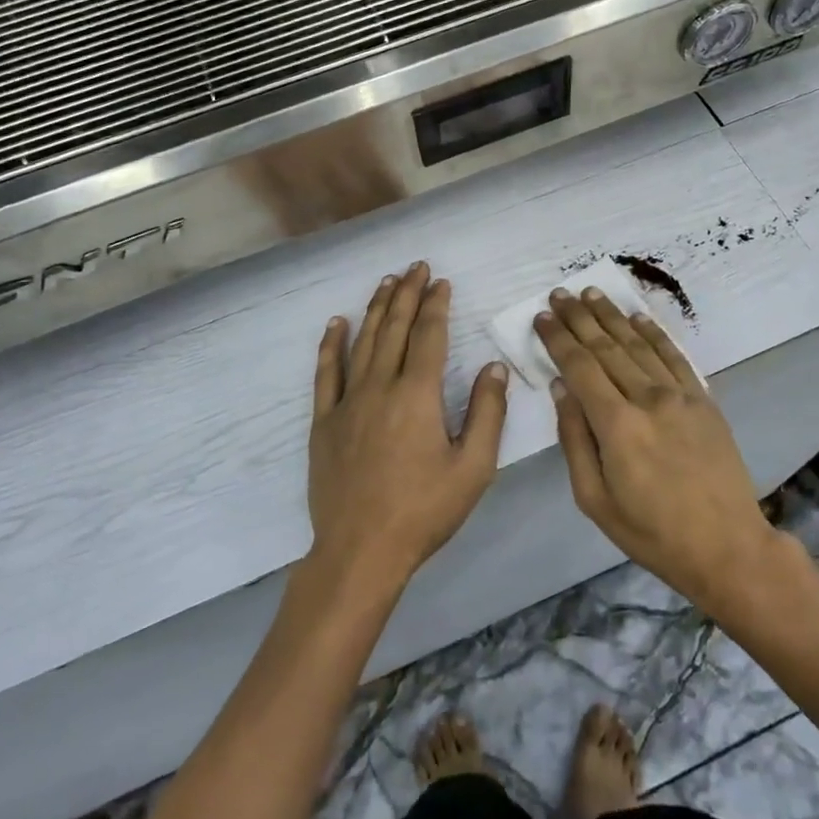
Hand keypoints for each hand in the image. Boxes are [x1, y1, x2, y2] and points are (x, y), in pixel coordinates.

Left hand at [306, 262, 509, 593]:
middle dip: (407, 294)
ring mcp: (348, 402)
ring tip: (386, 282)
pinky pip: (326, 373)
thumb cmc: (424, 511)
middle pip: (395, 328)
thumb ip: (487, 413)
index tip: (441, 282)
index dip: (436, 305)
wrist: (360, 551)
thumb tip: (494, 367)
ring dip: (376, 308)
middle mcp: (380, 386)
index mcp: (418, 395)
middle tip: (416, 267)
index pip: (429, 335)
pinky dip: (331, 345)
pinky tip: (336, 323)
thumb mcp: (473, 469)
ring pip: (363, 342)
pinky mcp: (324, 421)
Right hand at [535, 287, 776, 608]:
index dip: (558, 338)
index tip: (541, 316)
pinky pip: (674, 356)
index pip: (579, 366)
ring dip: (612, 315)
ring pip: (638, 344)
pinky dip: (653, 333)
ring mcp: (680, 395)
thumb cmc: (651, 532)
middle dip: (579, 318)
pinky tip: (637, 317)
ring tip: (591, 293)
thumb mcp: (594, 500)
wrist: (727, 547)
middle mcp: (647, 398)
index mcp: (617, 425)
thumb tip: (561, 389)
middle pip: (606, 346)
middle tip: (559, 294)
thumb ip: (575, 439)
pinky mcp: (703, 399)